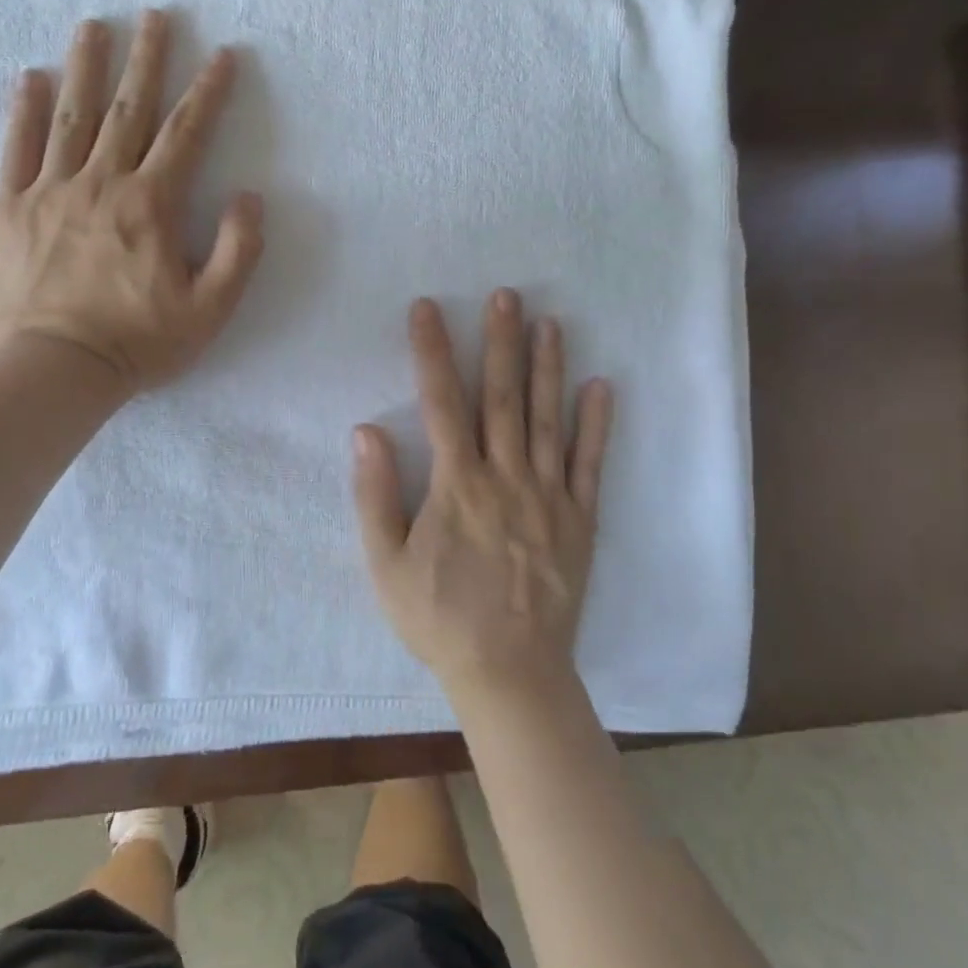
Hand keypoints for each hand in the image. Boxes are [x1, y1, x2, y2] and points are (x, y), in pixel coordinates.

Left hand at [0, 11, 264, 393]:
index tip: (222, 54)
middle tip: (155, 15)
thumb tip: (250, 198)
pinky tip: (32, 77)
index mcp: (152, 204)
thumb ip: (238, 251)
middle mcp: (102, 183)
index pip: (187, 134)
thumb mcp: (210, 309)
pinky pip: (17, 148)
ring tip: (94, 24)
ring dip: (86, 66)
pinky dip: (25, 110)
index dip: (208, 92)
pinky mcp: (11, 208)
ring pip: (72, 115)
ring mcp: (51, 191)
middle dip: (146, 59)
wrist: (57, 369)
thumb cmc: (139, 342)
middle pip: (129, 109)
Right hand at [352, 292, 614, 697]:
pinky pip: (589, 464)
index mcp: (457, 486)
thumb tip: (365, 431)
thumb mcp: (385, 565)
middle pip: (501, 398)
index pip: (440, 403)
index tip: (427, 308)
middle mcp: (506, 478)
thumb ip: (375, 496)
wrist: (510, 672)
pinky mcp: (579, 519)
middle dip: (500, 342)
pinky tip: (601, 386)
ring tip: (550, 322)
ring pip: (546, 419)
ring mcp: (548, 496)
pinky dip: (595, 424)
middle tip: (506, 295)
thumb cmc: (439, 619)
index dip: (431, 352)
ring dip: (547, 367)